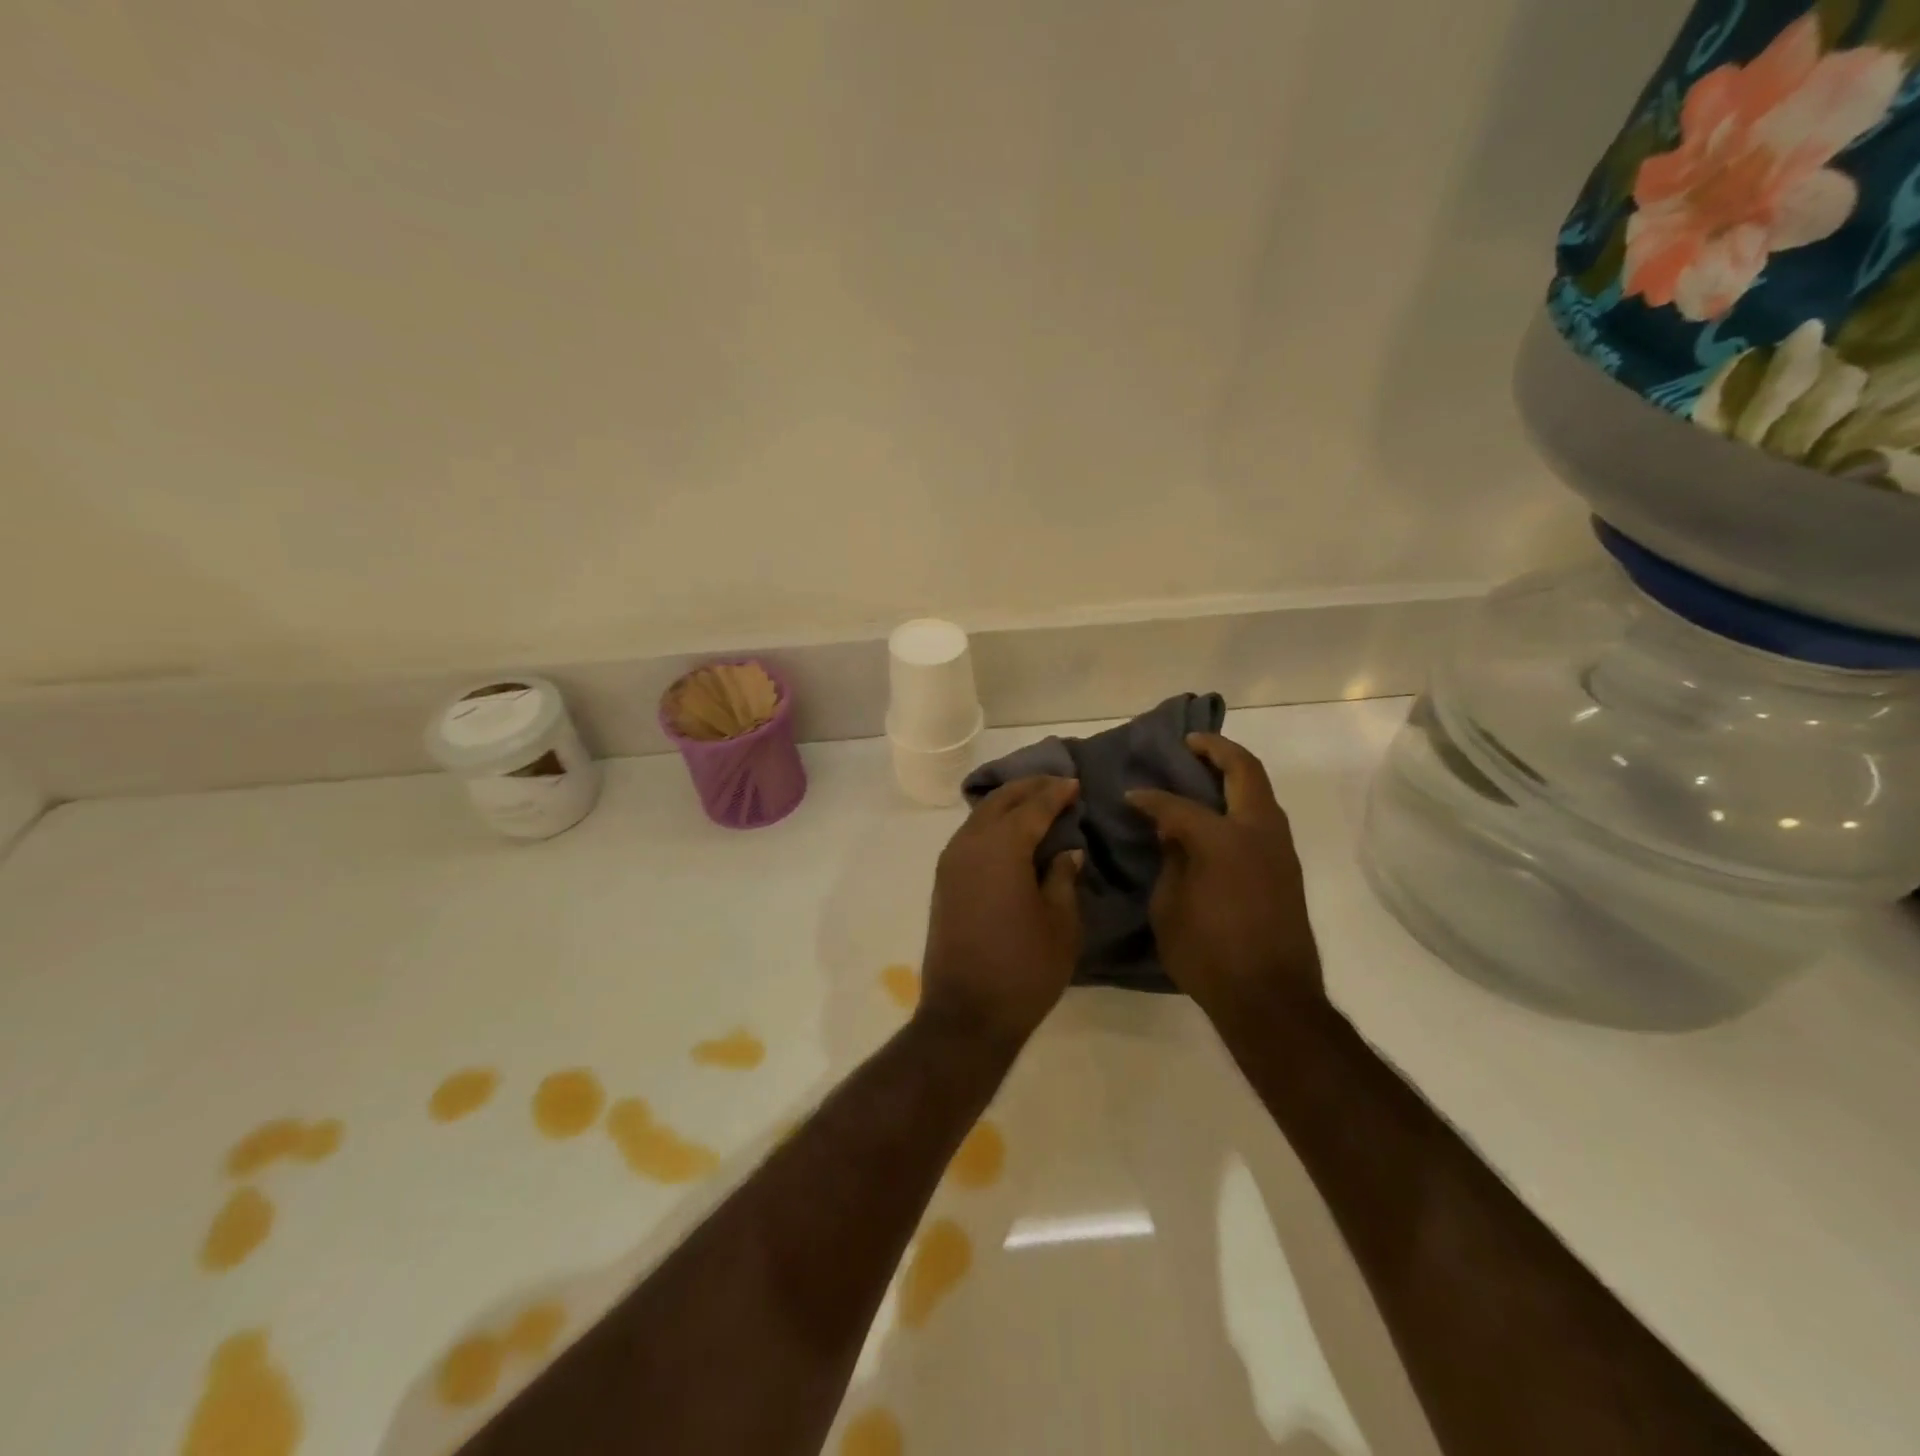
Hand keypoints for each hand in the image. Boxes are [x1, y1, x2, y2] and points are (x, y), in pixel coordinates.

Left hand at [919, 777, 1083, 1047]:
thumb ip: (1063, 878)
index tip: (1075, 783)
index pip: (1032, 806)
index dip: (1055, 793)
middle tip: (1056, 783)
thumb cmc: (1024, 968)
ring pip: (980, 816)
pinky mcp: (944, 882)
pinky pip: (969, 835)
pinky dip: (991, 824)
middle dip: (1028, 788)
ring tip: (1035, 802)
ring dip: (1007, 803)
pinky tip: (1009, 832)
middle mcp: (970, 844)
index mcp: (1001, 847)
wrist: (967, 1013)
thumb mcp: (1061, 923)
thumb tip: (1067, 851)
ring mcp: (951, 863)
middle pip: (1000, 801)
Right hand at [1127, 734, 1323, 1028]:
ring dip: (1237, 775)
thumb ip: (1171, 861)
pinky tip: (1221, 814)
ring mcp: (1280, 850)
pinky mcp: (1288, 869)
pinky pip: (1265, 818)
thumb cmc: (1209, 954)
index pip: (1178, 806)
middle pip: (1244, 771)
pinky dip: (1244, 802)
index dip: (1150, 799)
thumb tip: (1173, 833)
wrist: (1271, 999)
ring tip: (1206, 772)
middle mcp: (1257, 833)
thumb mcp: (1169, 908)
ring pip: (1262, 793)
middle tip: (1191, 742)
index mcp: (1222, 839)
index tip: (1130, 796)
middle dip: (1217, 750)